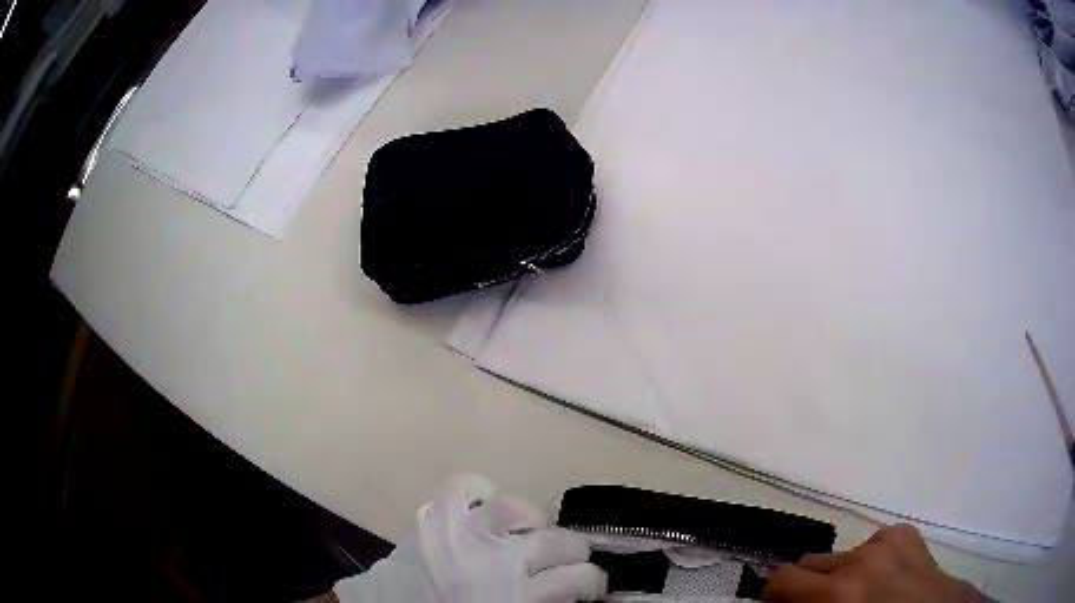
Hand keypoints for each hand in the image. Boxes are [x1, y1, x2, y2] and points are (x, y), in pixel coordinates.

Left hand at [333, 474, 606, 602]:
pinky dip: (481, 494)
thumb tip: (567, 594)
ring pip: (519, 507)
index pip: (580, 579)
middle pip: (559, 541)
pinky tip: (484, 511)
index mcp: (515, 597)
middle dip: (575, 552)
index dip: (594, 583)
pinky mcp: (432, 515)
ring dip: (535, 521)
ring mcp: (461, 531)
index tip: (591, 589)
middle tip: (568, 563)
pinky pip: (465, 486)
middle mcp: (495, 559)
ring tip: (531, 533)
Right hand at [763, 525, 982, 602]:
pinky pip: (872, 546)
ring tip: (861, 597)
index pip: (782, 580)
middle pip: (809, 563)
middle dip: (808, 588)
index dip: (773, 598)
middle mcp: (860, 559)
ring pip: (842, 556)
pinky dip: (870, 563)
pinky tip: (885, 580)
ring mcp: (886, 542)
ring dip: (841, 576)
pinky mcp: (905, 533)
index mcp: (840, 594)